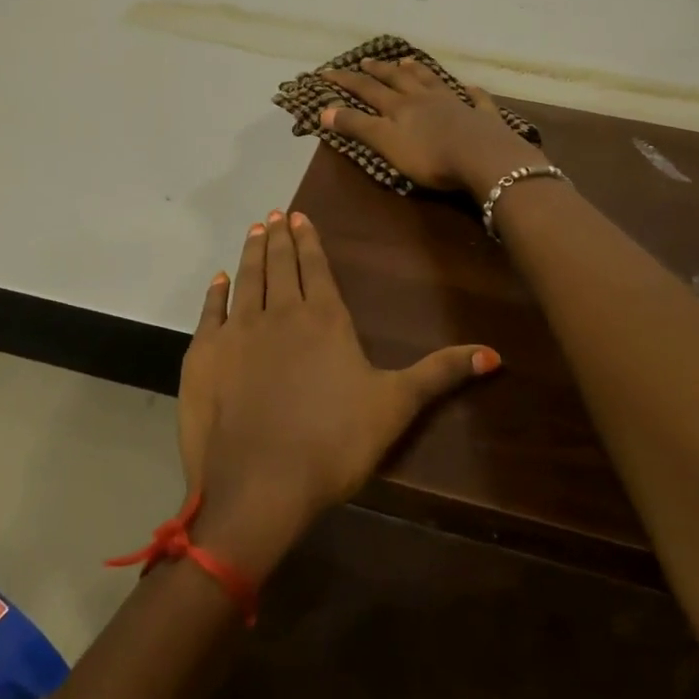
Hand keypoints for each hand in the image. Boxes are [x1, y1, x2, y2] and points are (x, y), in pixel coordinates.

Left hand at [175, 210, 500, 577]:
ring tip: (255, 231)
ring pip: (247, 278)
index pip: (316, 267)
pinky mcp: (204, 355)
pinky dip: (215, 292)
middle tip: (275, 214)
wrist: (258, 485)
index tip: (299, 215)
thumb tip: (495, 354)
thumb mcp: (395, 407)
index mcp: (324, 319)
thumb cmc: (333, 443)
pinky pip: (210, 312)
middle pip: (280, 265)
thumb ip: (440, 374)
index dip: (308, 240)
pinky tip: (218, 279)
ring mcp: (238, 331)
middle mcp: (280, 313)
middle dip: (279, 237)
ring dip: (252, 253)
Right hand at [319, 59, 548, 200]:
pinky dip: (471, 93)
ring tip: (407, 61)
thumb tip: (324, 110)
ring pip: (432, 81)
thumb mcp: (386, 143)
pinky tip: (470, 88)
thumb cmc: (430, 156)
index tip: (326, 72)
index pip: (366, 89)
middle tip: (366, 60)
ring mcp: (456, 104)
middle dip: (379, 70)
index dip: (345, 81)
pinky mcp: (482, 117)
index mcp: (399, 106)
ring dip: (418, 71)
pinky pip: (476, 100)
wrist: (483, 158)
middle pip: (398, 80)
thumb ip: (357, 126)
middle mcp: (425, 98)